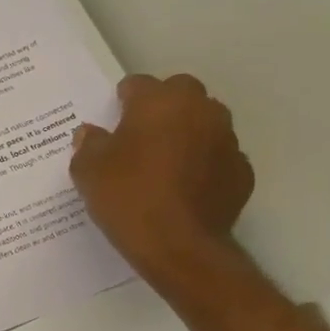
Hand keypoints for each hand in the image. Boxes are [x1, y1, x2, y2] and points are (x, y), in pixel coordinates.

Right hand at [69, 74, 253, 292]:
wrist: (179, 246)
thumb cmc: (127, 198)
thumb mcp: (87, 171)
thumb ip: (88, 145)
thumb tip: (90, 133)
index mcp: (159, 102)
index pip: (138, 84)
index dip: (122, 100)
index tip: (112, 119)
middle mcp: (200, 110)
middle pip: (180, 94)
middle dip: (161, 108)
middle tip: (139, 137)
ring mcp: (227, 140)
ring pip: (204, 123)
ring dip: (185, 133)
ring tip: (163, 163)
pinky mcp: (241, 171)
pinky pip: (217, 156)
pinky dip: (202, 164)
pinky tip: (184, 188)